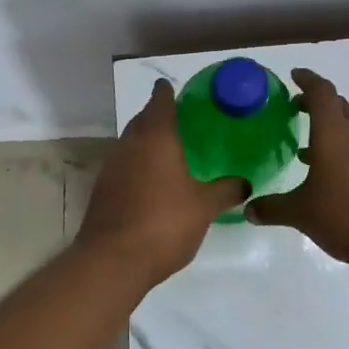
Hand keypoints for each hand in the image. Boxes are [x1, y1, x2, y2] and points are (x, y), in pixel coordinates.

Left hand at [77, 79, 248, 285]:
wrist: (112, 261)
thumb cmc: (164, 223)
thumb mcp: (204, 206)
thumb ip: (226, 190)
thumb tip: (246, 183)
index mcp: (156, 138)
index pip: (160, 101)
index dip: (167, 92)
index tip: (174, 87)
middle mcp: (129, 145)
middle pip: (142, 120)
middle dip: (157, 116)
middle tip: (181, 121)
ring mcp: (111, 168)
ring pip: (130, 144)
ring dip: (146, 143)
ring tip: (170, 152)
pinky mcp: (103, 191)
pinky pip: (124, 167)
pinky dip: (138, 166)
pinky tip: (153, 183)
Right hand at [246, 69, 348, 269]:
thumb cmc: (345, 217)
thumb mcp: (301, 213)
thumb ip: (272, 208)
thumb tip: (249, 209)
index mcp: (334, 133)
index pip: (321, 92)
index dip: (307, 80)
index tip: (293, 76)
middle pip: (337, 105)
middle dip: (316, 102)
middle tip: (295, 108)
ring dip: (329, 128)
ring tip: (305, 145)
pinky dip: (341, 148)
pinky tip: (327, 173)